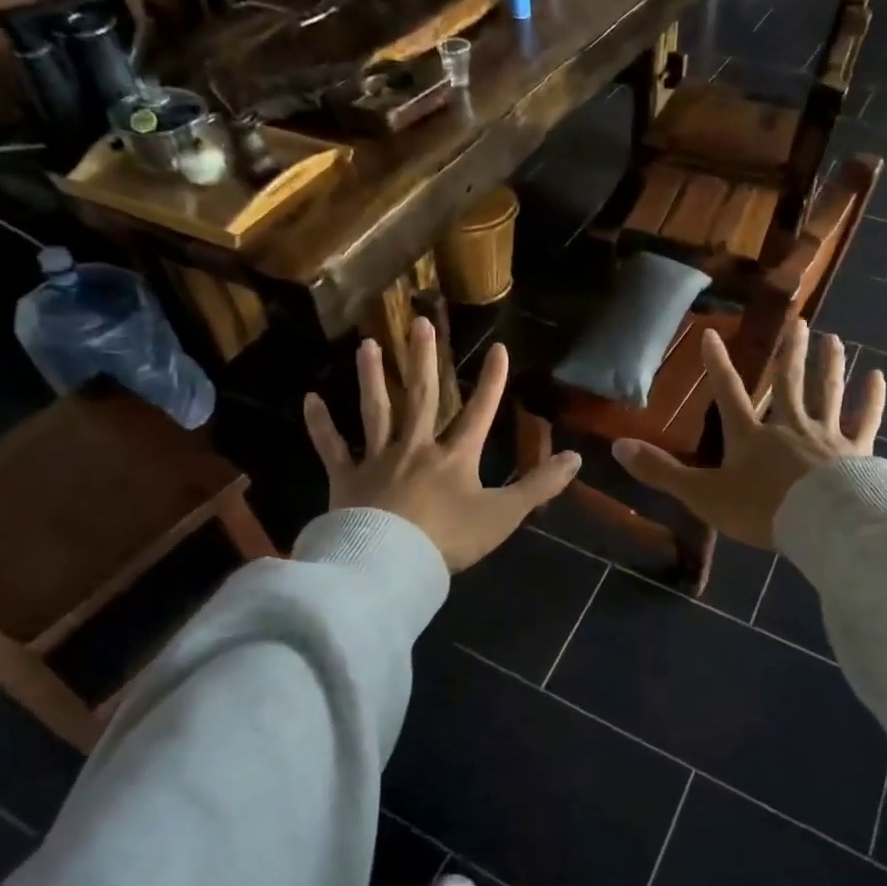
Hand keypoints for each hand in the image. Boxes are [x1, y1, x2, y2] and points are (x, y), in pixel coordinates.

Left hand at [302, 318, 581, 571]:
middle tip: (418, 321)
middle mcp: (416, 447)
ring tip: (368, 345)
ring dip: (373, 377)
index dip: (491, 380)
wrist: (390, 565)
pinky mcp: (346, 478)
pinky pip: (332, 447)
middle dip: (424, 358)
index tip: (498, 348)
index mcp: (455, 456)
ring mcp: (378, 459)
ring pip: (376, 410)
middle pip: (422, 396)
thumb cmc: (448, 540)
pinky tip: (310, 399)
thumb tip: (576, 458)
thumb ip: (539, 486)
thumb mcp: (503, 515)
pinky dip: (320, 424)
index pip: (479, 411)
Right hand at [612, 320, 884, 548]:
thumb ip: (662, 472)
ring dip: (828, 365)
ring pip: (826, 392)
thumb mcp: (703, 494)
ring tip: (832, 339)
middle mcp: (788, 425)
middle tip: (799, 321)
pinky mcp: (856, 451)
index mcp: (751, 435)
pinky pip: (865, 419)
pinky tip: (877, 377)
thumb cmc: (761, 510)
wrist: (822, 525)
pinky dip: (872, 399)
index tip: (712, 333)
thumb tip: (617, 446)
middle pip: (788, 382)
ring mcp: (826, 435)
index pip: (729, 392)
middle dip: (790, 352)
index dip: (718, 364)